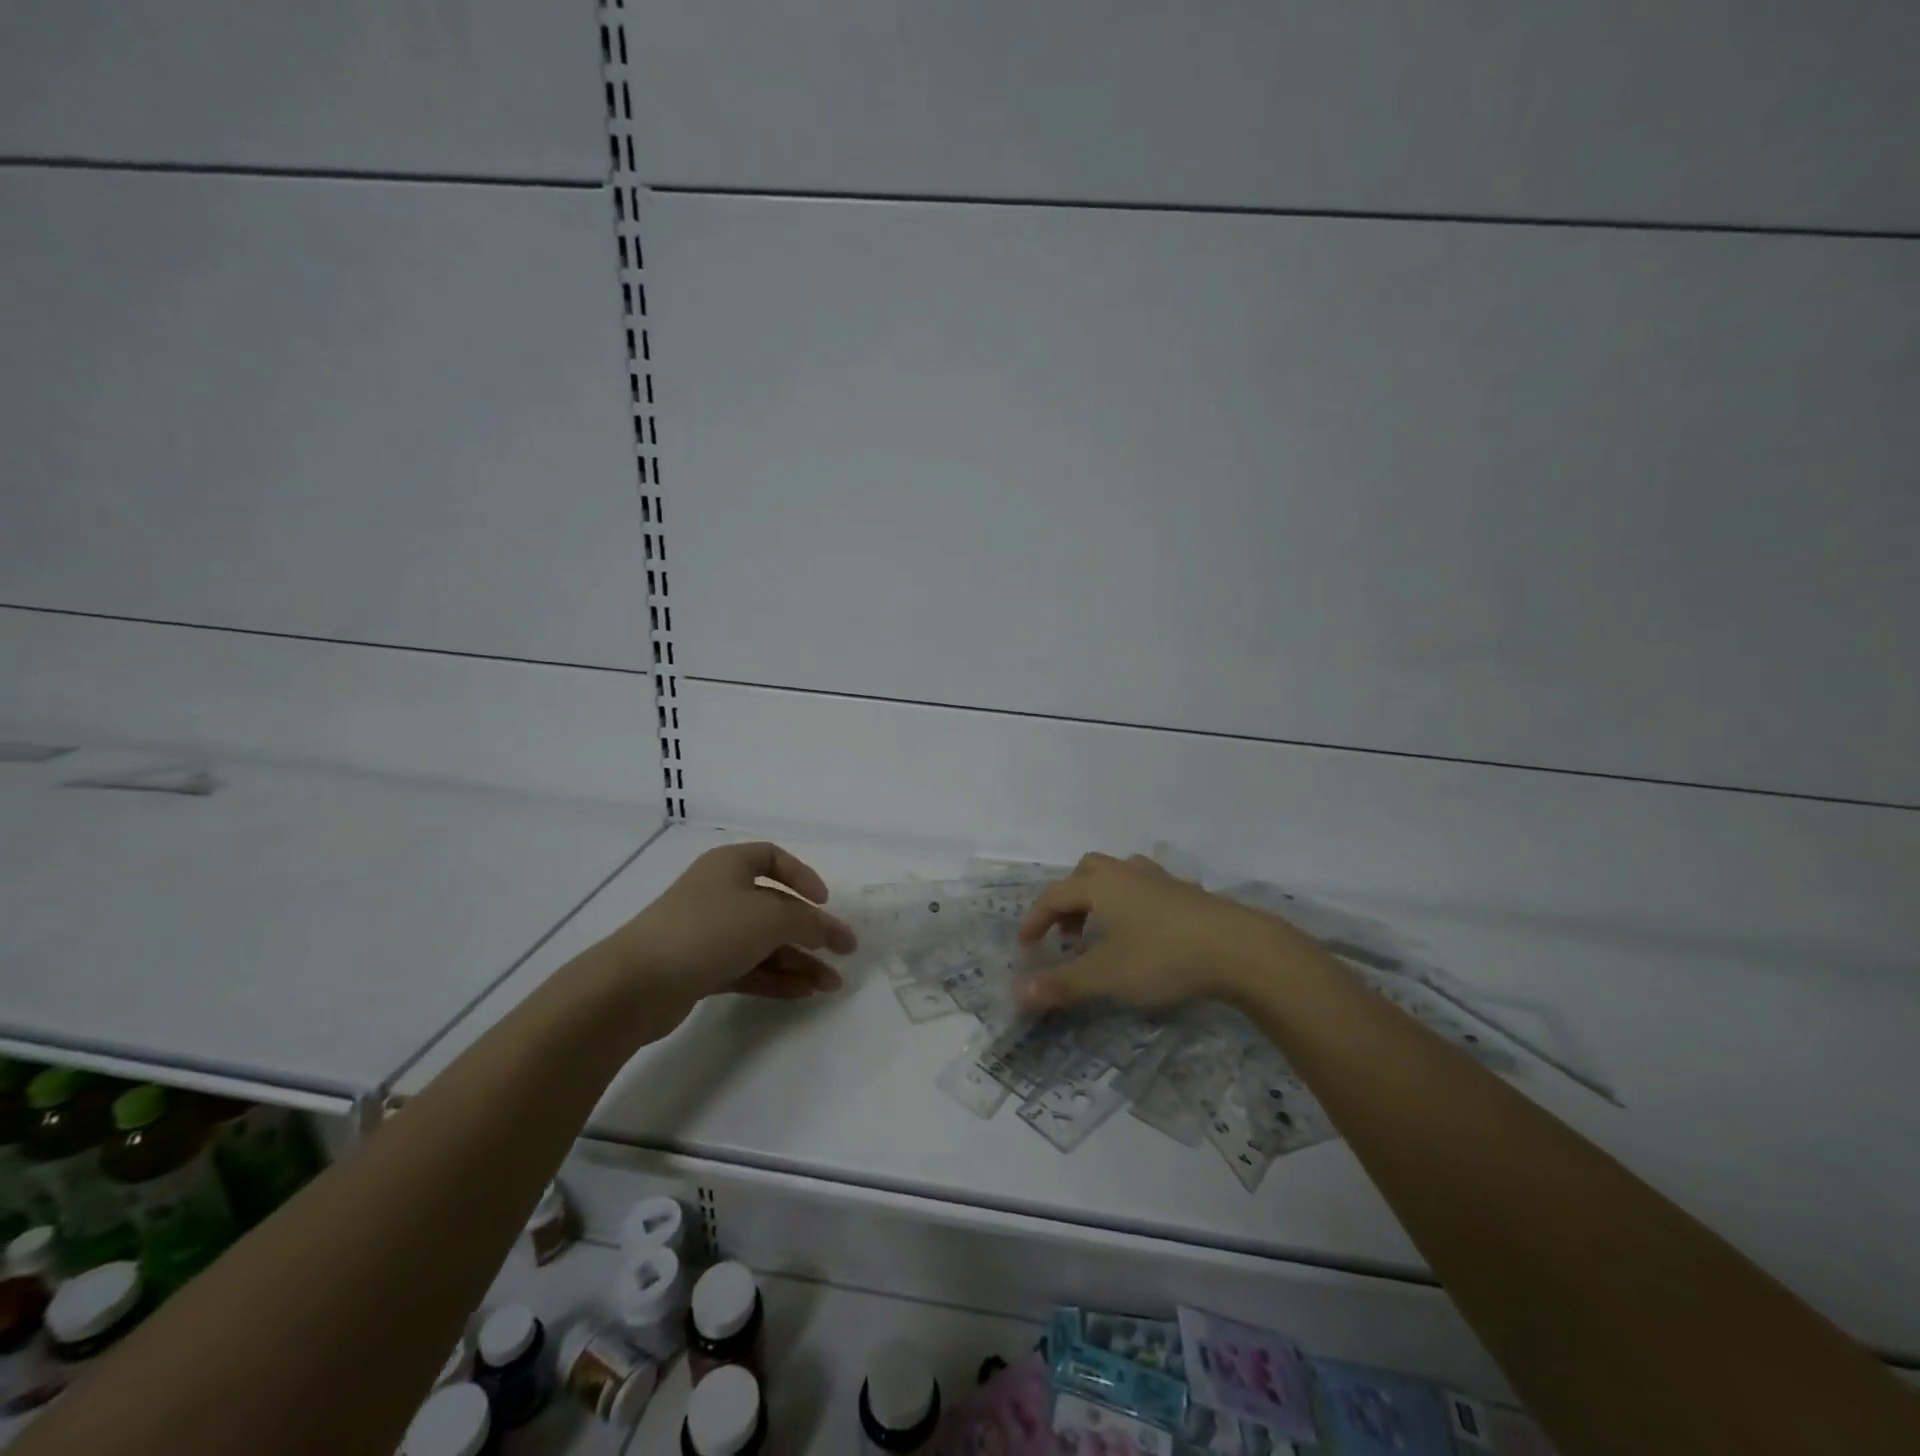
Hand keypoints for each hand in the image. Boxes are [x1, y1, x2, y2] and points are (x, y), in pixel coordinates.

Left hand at [604, 843, 856, 1021]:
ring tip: (830, 985)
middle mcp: (719, 893)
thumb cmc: (708, 930)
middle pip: (775, 908)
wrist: (635, 984)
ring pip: (764, 942)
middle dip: (810, 931)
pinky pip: (748, 967)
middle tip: (843, 954)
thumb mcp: (770, 918)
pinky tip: (803, 993)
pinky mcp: (700, 968)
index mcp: (730, 865)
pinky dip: (776, 977)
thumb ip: (809, 923)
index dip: (803, 877)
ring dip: (799, 960)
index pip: (773, 858)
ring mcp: (708, 933)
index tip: (824, 902)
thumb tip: (833, 933)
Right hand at [1014, 853, 1317, 1012]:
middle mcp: (1126, 873)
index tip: (1025, 944)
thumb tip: (1017, 992)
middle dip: (1069, 900)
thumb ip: (1062, 983)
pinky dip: (1131, 904)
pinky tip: (1143, 933)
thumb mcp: (1106, 976)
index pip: (1055, 895)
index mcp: (1101, 885)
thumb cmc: (1163, 957)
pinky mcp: (1187, 893)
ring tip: (1104, 931)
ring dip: (1101, 898)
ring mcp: (1160, 879)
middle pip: (1086, 873)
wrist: (1239, 948)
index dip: (1035, 919)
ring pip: (1118, 876)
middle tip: (1067, 933)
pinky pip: (1145, 888)